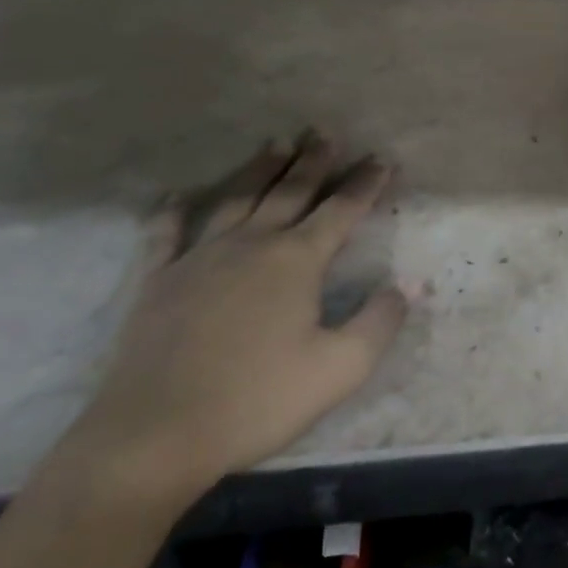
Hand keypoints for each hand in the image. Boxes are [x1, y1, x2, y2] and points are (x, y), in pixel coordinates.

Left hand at [70, 132, 410, 498]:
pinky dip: (174, 211)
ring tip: (277, 144)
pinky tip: (179, 196)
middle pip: (290, 191)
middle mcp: (251, 244)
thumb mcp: (339, 369)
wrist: (155, 433)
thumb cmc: (257, 400)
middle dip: (314, 161)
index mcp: (296, 260)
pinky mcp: (159, 280)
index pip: (341, 210)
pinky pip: (167, 234)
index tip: (381, 159)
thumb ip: (380, 321)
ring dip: (260, 169)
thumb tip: (411, 284)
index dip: (365, 184)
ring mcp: (200, 257)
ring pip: (237, 199)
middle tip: (326, 133)